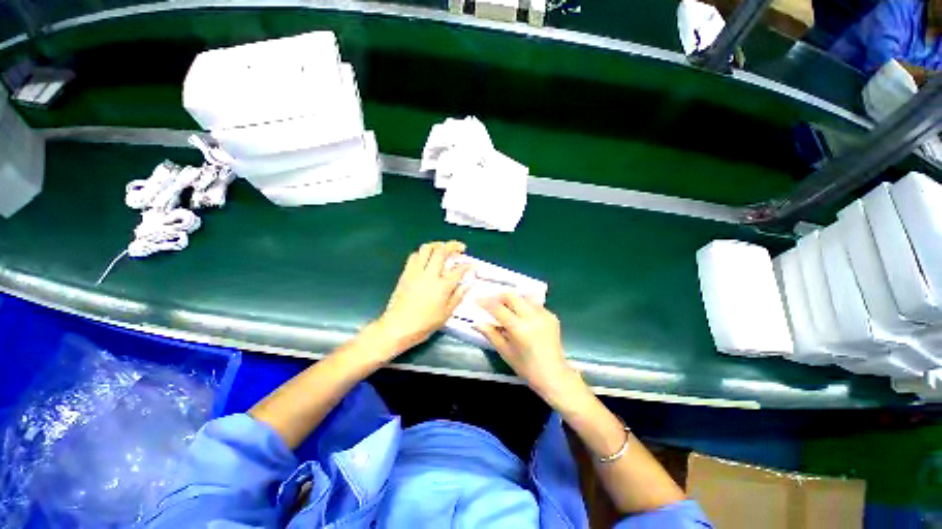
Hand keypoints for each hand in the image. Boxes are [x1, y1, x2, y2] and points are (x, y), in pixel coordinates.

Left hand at [373, 241, 471, 354]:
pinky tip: (427, 258)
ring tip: (443, 247)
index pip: (459, 269)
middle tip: (460, 248)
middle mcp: (430, 275)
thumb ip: (458, 296)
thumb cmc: (424, 324)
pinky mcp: (406, 273)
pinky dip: (423, 253)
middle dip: (453, 246)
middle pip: (442, 251)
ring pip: (426, 248)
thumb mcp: (446, 313)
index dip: (468, 265)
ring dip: (437, 245)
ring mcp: (416, 272)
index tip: (472, 265)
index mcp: (442, 286)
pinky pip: (414, 256)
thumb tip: (467, 285)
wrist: (398, 327)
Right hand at [476, 293, 581, 404]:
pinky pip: (534, 304)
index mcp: (520, 329)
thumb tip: (476, 322)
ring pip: (524, 297)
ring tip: (504, 305)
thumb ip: (491, 334)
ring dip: (512, 299)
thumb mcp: (505, 352)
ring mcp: (544, 315)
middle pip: (512, 297)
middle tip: (490, 300)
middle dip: (499, 296)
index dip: (486, 302)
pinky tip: (520, 312)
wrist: (554, 375)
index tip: (477, 299)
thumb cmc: (526, 367)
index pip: (499, 309)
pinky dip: (524, 304)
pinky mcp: (552, 316)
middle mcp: (533, 317)